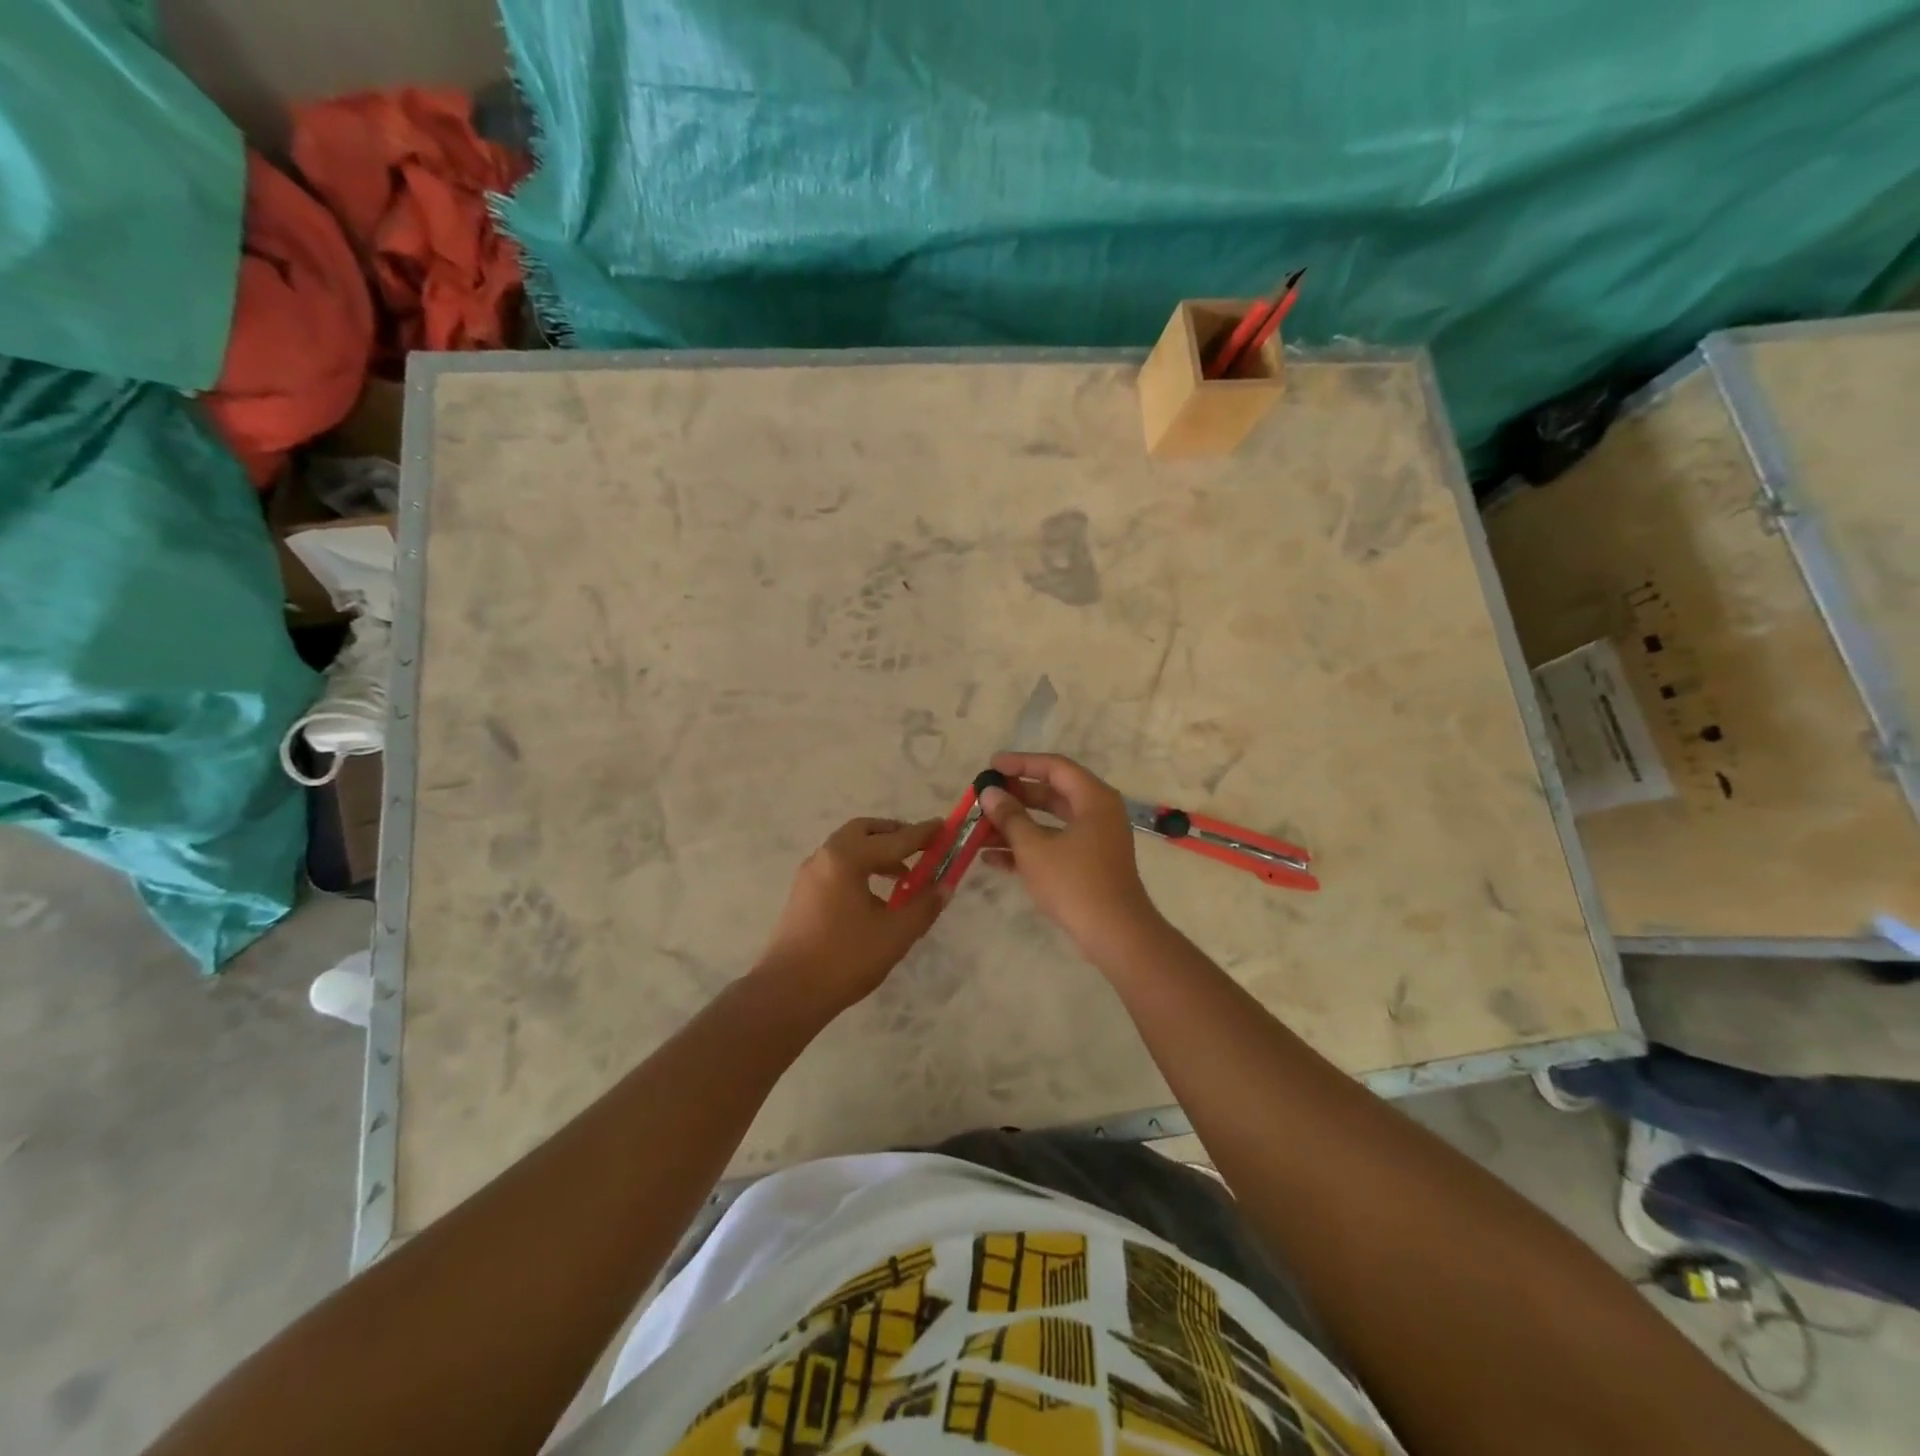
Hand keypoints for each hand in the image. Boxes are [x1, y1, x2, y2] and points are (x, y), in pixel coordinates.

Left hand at [756, 817, 947, 1013]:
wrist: (788, 992)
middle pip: (864, 832)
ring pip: (848, 848)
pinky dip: (860, 867)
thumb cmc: (845, 959)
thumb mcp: (895, 934)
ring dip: (876, 852)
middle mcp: (825, 857)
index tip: (944, 826)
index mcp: (847, 858)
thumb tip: (945, 886)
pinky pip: (837, 866)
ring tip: (903, 875)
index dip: (922, 834)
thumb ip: (924, 906)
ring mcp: (810, 874)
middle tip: (920, 847)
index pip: (894, 839)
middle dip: (894, 835)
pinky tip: (875, 895)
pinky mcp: (803, 893)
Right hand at [978, 753, 1163, 955]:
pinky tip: (992, 858)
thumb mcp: (1034, 848)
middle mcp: (1097, 813)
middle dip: (1015, 796)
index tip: (991, 766)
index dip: (1021, 763)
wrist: (1115, 934)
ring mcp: (1094, 840)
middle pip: (1052, 793)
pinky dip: (1027, 848)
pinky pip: (1054, 845)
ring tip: (979, 829)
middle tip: (985, 797)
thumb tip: (989, 793)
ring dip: (1016, 825)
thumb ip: (1010, 817)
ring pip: (1050, 822)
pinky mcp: (1088, 864)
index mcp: (1093, 798)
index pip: (1054, 767)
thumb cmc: (1075, 882)